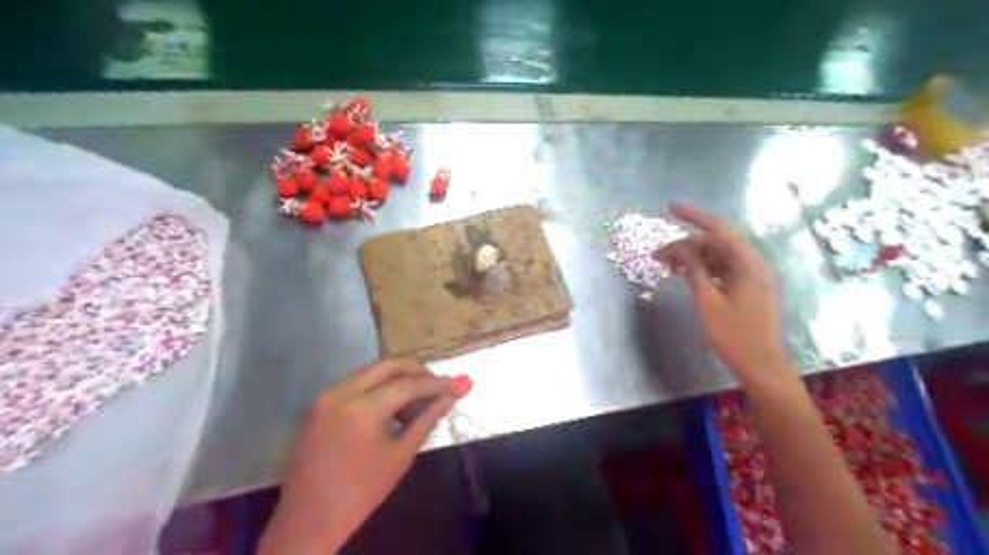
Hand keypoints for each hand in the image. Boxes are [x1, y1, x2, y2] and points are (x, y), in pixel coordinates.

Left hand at [256, 357, 461, 551]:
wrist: (308, 519)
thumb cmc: (360, 493)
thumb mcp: (400, 456)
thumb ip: (426, 421)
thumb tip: (450, 398)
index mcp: (363, 409)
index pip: (408, 385)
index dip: (435, 383)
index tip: (456, 384)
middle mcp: (341, 393)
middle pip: (387, 366)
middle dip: (416, 371)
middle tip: (436, 384)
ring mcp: (325, 397)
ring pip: (369, 372)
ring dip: (395, 379)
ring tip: (413, 401)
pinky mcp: (317, 404)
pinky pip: (353, 385)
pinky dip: (375, 388)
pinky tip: (387, 408)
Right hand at [654, 202, 789, 384]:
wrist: (760, 366)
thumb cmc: (733, 336)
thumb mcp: (708, 302)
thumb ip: (694, 271)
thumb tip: (680, 248)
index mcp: (748, 265)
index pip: (719, 230)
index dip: (693, 216)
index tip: (670, 207)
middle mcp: (752, 265)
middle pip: (716, 244)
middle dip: (686, 245)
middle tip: (657, 255)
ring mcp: (750, 277)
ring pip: (716, 257)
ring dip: (691, 258)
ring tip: (665, 264)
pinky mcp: (745, 288)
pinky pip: (720, 270)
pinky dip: (701, 269)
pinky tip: (682, 273)